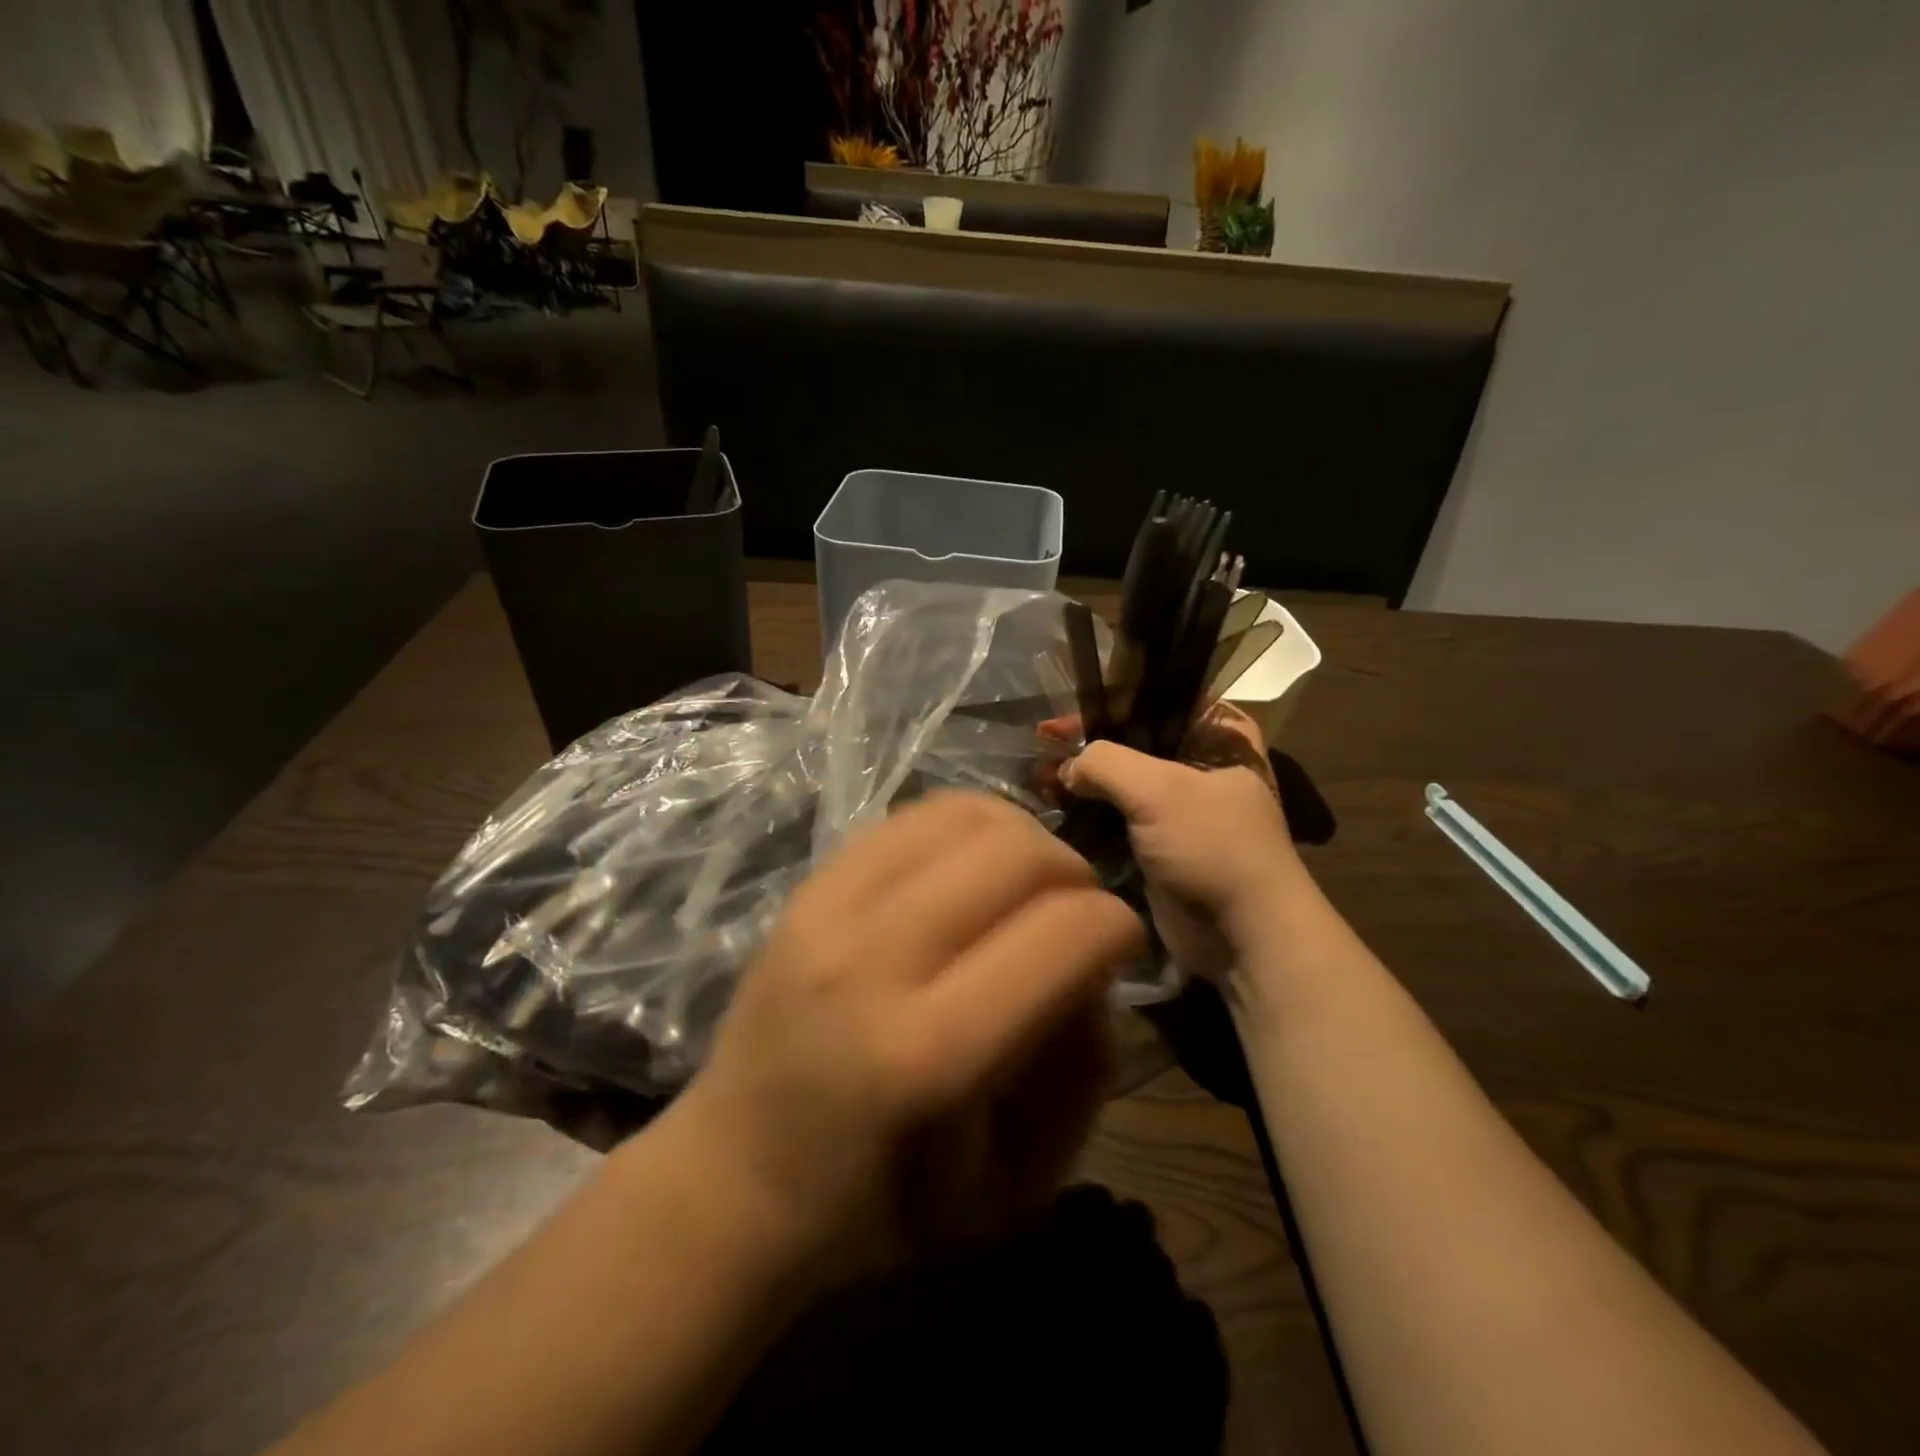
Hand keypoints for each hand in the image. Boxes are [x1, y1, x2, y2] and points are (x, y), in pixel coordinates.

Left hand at [674, 791, 1143, 1285]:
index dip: (1116, 926)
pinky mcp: (807, 887)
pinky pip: (909, 816)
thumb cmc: (878, 1208)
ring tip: (1029, 881)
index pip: (1060, 936)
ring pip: (963, 816)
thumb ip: (1080, 1073)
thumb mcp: (1012, 1188)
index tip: (1123, 942)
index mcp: (929, 1056)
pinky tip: (971, 866)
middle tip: (1079, 909)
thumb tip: (1094, 966)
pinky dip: (964, 827)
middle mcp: (875, 961)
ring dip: (1023, 837)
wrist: (733, 1176)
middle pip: (1015, 856)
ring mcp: (830, 910)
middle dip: (1075, 872)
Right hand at [1062, 703, 1303, 978]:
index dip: (1103, 702)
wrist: (1244, 936)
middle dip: (1085, 744)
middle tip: (1039, 745)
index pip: (1152, 700)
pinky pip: (1117, 816)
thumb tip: (1066, 768)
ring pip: (1121, 781)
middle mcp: (1200, 763)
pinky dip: (1087, 812)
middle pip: (1132, 739)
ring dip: (1081, 780)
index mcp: (1218, 735)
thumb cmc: (1213, 848)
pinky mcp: (1162, 843)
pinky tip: (1052, 808)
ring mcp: (1181, 806)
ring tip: (1035, 777)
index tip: (1057, 718)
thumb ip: (1104, 762)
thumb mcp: (1158, 790)